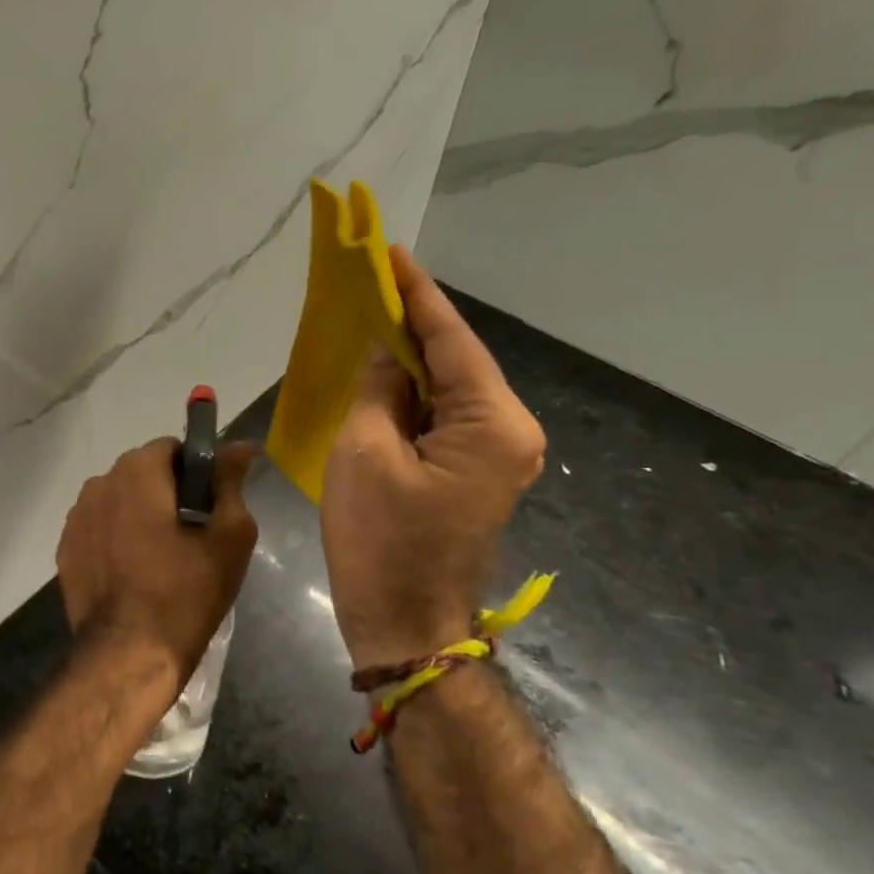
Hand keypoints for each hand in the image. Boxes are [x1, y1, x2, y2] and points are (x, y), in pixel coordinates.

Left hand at [57, 438, 259, 685]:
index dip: (198, 472)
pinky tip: (135, 573)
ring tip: (163, 558)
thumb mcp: (228, 536)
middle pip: (143, 474)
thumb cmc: (185, 593)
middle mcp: (98, 483)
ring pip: (119, 502)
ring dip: (140, 516)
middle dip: (169, 494)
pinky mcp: (66, 550)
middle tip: (194, 535)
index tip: (212, 506)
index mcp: (136, 471)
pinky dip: (117, 540)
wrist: (128, 655)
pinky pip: (100, 530)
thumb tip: (241, 446)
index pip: (173, 449)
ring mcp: (76, 518)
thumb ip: (231, 482)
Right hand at [321, 246, 545, 668]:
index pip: (451, 340)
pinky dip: (410, 394)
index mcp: (492, 422)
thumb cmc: (380, 539)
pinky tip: (381, 373)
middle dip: (413, 322)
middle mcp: (509, 431)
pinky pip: (441, 416)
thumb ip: (378, 388)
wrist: (403, 621)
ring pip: (448, 388)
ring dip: (409, 358)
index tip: (390, 252)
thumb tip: (386, 349)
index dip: (417, 294)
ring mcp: (496, 454)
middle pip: (456, 361)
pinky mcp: (473, 472)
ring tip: (369, 317)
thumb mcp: (364, 452)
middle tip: (371, 282)